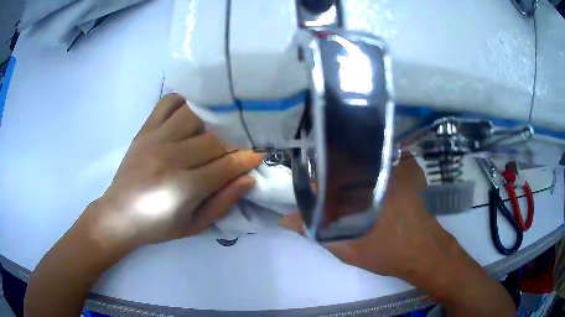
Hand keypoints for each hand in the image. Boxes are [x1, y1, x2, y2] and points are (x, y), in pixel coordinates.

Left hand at [88, 94, 261, 246]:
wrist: (120, 214)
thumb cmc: (158, 225)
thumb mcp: (194, 225)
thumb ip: (222, 202)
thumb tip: (248, 179)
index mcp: (183, 187)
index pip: (226, 165)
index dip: (247, 158)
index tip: (259, 154)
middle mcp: (170, 157)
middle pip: (214, 138)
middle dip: (235, 139)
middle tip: (244, 140)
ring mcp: (155, 139)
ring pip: (194, 114)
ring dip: (213, 117)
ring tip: (222, 123)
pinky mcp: (145, 129)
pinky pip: (168, 102)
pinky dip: (184, 100)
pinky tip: (193, 110)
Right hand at [282, 156, 515, 315]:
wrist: (425, 251)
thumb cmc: (386, 252)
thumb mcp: (347, 248)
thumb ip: (316, 231)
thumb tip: (286, 219)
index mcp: (359, 187)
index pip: (325, 171)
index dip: (315, 179)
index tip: (314, 191)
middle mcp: (375, 167)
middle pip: (344, 157)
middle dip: (334, 170)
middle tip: (334, 189)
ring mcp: (395, 162)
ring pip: (364, 153)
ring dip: (354, 164)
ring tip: (353, 182)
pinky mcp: (409, 164)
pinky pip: (384, 154)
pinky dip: (374, 161)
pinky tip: (374, 175)